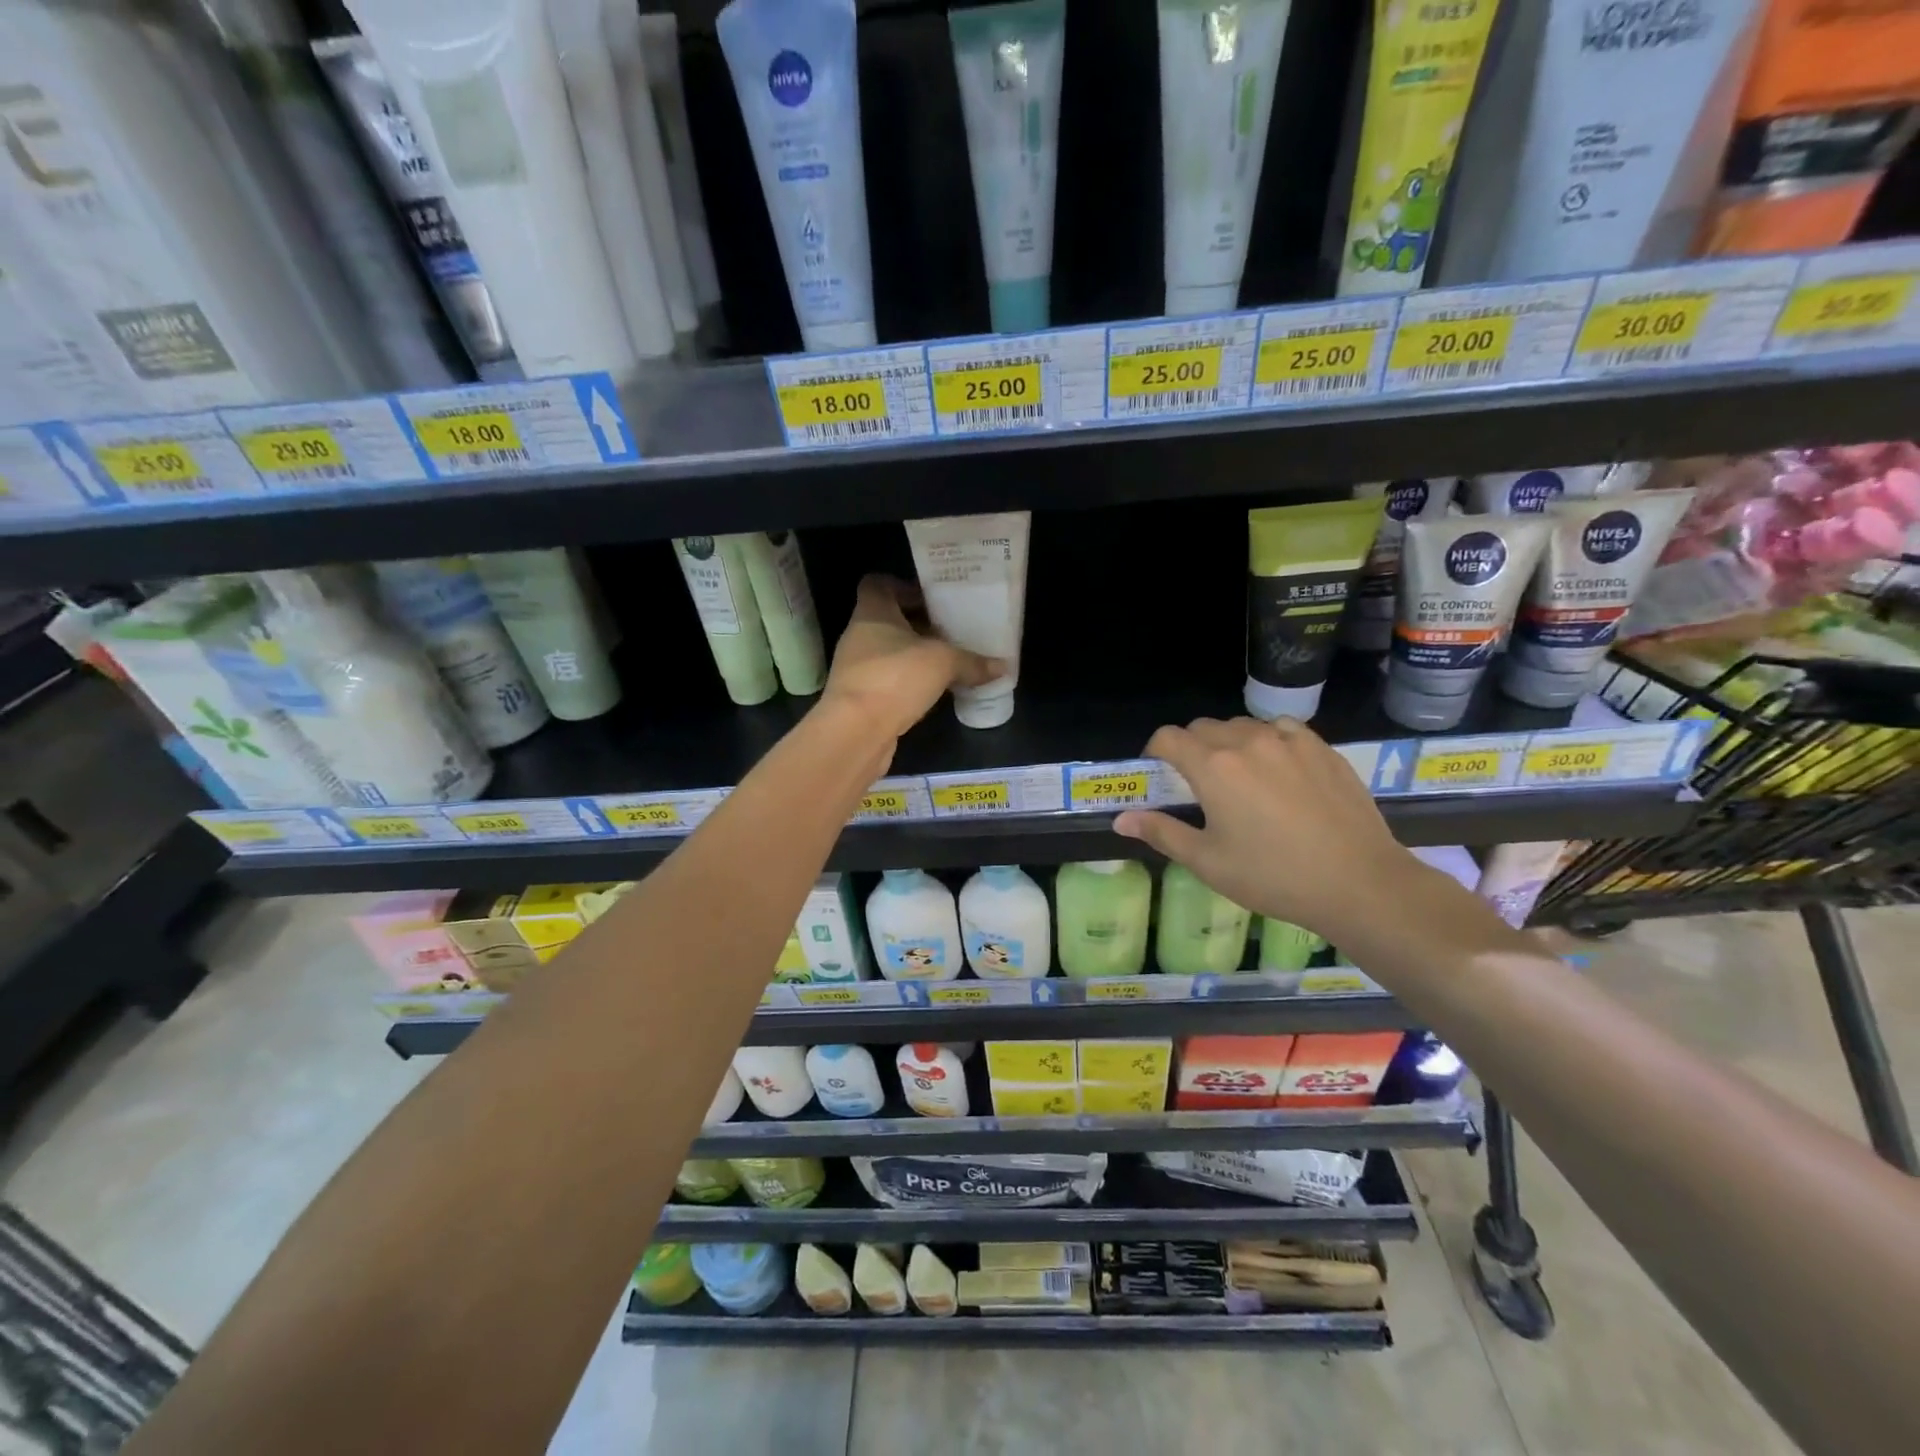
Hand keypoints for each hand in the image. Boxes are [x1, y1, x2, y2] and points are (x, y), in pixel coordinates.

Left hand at [821, 575, 1001, 741]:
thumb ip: (972, 661)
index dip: (902, 586)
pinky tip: (932, 691)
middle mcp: (858, 635)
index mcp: (872, 612)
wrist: (855, 732)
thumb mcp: (942, 663)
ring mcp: (856, 668)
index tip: (931, 598)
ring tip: (947, 661)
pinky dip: (907, 682)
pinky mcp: (860, 698)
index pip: (877, 584)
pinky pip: (887, 680)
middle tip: (951, 630)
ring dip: (914, 655)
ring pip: (888, 651)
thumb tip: (1003, 666)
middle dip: (918, 624)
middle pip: (888, 619)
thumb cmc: (894, 678)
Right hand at [1114, 716, 1421, 941]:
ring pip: (1243, 726)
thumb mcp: (1208, 862)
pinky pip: (1282, 730)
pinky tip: (1279, 772)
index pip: (1168, 737)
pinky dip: (1268, 741)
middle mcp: (1247, 742)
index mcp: (1213, 767)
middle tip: (1197, 784)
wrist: (1358, 882)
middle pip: (1203, 727)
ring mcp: (1289, 740)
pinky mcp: (1322, 748)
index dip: (1155, 751)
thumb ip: (1161, 832)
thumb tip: (1121, 820)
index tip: (1158, 774)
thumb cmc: (1273, 876)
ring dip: (1229, 742)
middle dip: (1190, 747)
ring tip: (1239, 777)